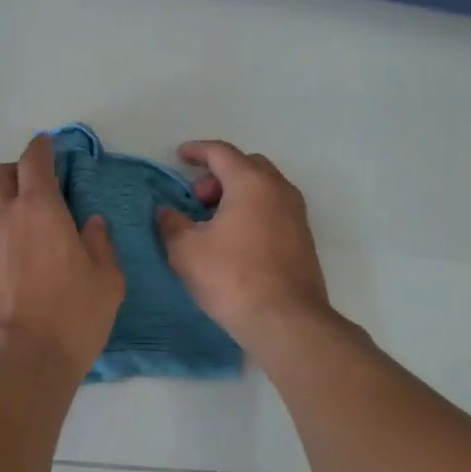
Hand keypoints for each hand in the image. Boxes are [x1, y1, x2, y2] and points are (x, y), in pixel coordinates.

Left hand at [0, 134, 124, 379]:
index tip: (48, 146)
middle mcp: (2, 215)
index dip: (42, 147)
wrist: (15, 365)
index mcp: (40, 208)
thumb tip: (91, 223)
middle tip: (34, 186)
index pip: (35, 160)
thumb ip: (100, 244)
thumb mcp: (107, 282)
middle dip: (17, 171)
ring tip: (9, 216)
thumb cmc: (71, 320)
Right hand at [157, 140, 330, 340]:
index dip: (197, 151)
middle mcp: (279, 189)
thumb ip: (171, 223)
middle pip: (247, 165)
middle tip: (197, 199)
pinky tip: (235, 240)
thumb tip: (167, 212)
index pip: (221, 152)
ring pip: (263, 188)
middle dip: (218, 175)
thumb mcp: (186, 250)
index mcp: (251, 182)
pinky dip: (252, 211)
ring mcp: (296, 214)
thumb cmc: (232, 277)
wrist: (286, 321)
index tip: (180, 156)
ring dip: (236, 194)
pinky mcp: (303, 239)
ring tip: (213, 223)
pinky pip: (274, 209)